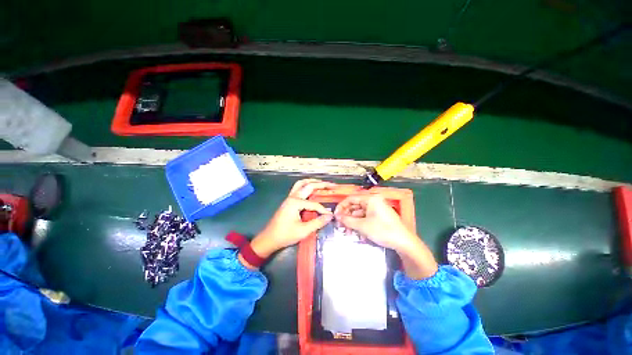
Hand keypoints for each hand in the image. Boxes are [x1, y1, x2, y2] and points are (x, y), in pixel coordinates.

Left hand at [243, 179, 334, 267]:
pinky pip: (298, 188)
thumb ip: (318, 222)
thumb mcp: (303, 231)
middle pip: (308, 186)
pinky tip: (311, 190)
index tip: (330, 216)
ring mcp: (289, 198)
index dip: (323, 210)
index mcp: (295, 203)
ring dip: (312, 182)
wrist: (269, 239)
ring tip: (322, 183)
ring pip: (301, 184)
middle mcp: (292, 197)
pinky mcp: (288, 201)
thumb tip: (330, 216)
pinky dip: (306, 186)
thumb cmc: (285, 235)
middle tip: (332, 185)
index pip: (314, 204)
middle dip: (321, 184)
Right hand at [334, 194, 413, 251]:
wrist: (404, 242)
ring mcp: (376, 209)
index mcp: (370, 199)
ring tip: (348, 232)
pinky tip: (357, 233)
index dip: (341, 206)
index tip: (335, 216)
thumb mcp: (363, 225)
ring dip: (352, 222)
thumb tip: (337, 216)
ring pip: (359, 213)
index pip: (351, 199)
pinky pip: (365, 218)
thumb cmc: (383, 230)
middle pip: (355, 206)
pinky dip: (360, 224)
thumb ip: (348, 220)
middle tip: (340, 225)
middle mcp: (373, 201)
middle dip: (347, 216)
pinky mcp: (379, 216)